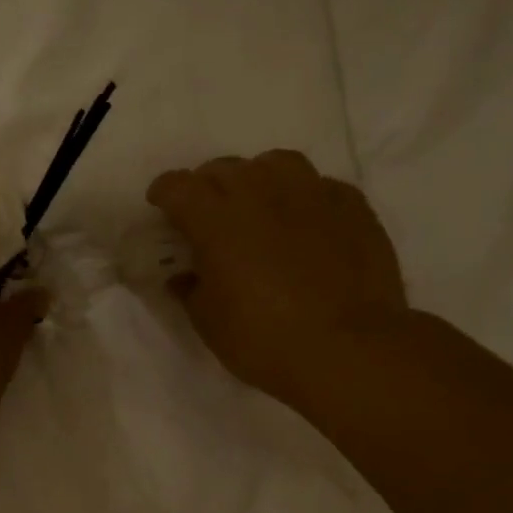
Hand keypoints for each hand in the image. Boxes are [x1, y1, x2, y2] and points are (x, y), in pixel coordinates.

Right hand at [147, 150, 410, 412]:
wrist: (348, 349)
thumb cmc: (264, 340)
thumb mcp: (209, 323)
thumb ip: (191, 290)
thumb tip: (184, 276)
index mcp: (217, 220)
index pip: (179, 186)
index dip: (164, 193)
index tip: (161, 206)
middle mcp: (261, 192)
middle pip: (224, 169)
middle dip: (207, 186)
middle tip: (206, 214)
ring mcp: (311, 193)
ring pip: (274, 164)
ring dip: (256, 180)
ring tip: (257, 206)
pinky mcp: (352, 205)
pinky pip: (318, 186)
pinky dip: (301, 198)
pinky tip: (303, 223)